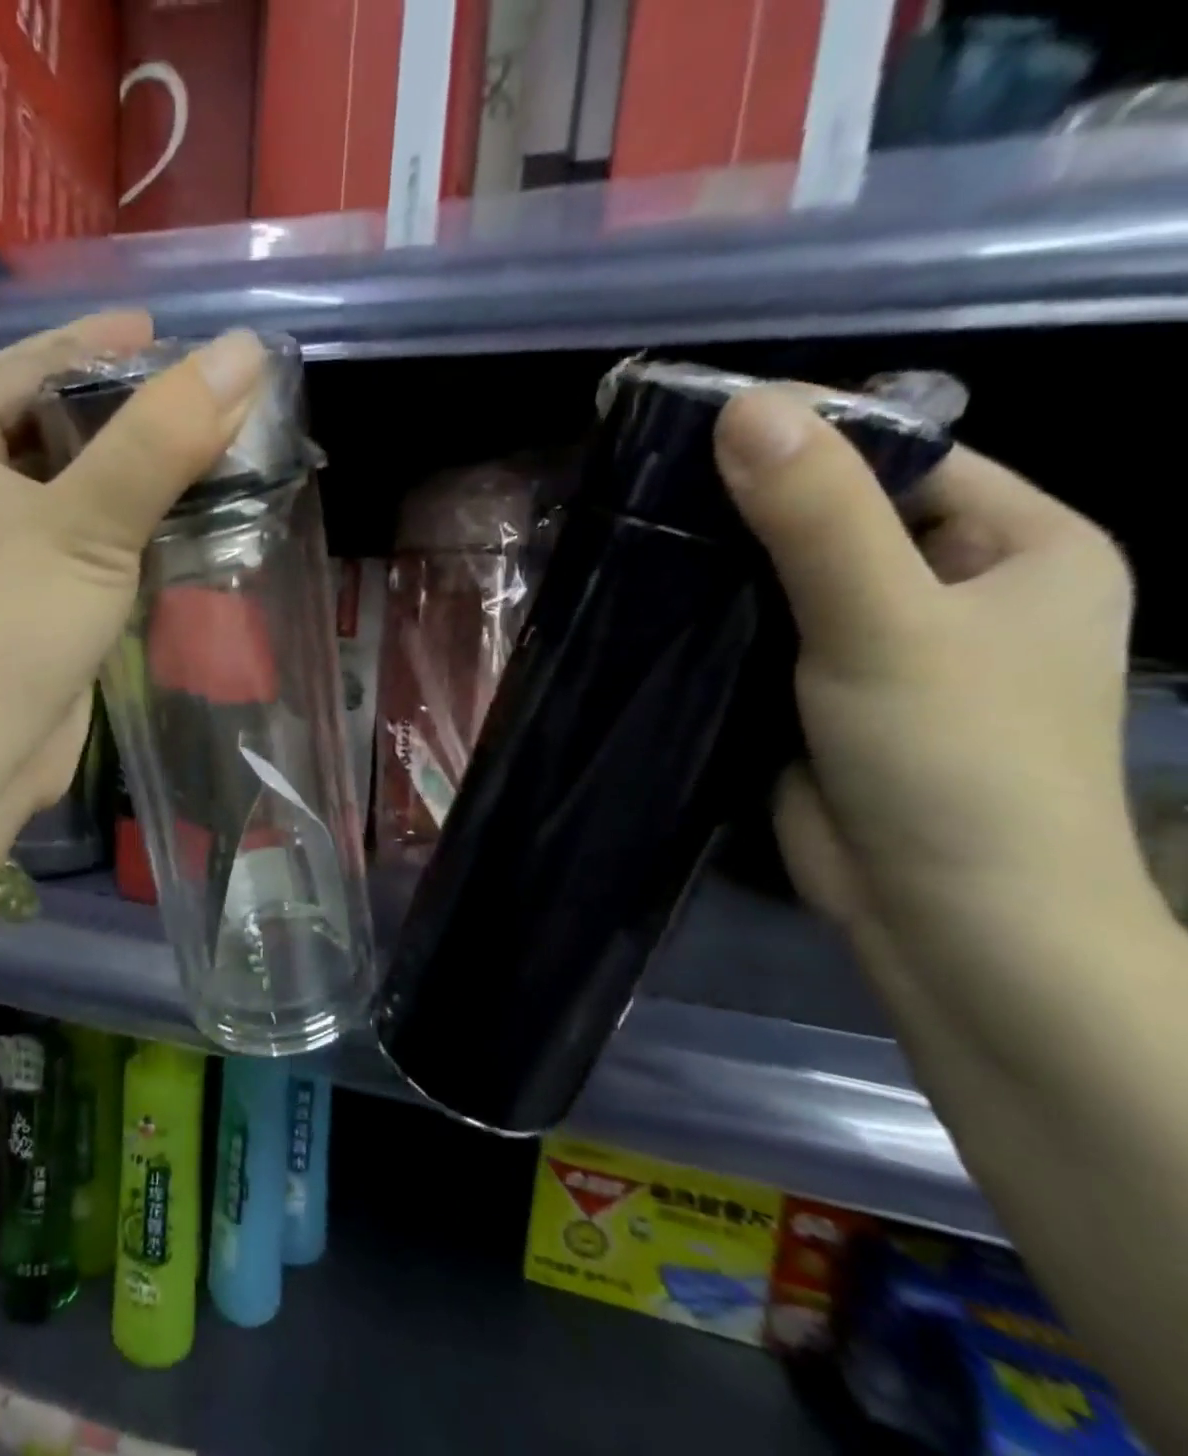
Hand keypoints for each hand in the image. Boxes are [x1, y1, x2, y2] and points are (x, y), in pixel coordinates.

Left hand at [0, 314, 268, 847]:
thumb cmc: (2, 627)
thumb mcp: (85, 524)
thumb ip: (162, 440)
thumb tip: (242, 353)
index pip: (29, 364)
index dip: (104, 344)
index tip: (174, 333)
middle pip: (55, 427)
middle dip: (132, 416)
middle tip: (213, 400)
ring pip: (74, 493)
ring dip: (139, 479)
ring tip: (218, 452)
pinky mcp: (22, 603)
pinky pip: (82, 546)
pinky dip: (130, 533)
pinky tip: (187, 521)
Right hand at [713, 388, 1163, 1069]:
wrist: (945, 919)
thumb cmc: (954, 759)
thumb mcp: (886, 622)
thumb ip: (817, 517)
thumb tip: (744, 407)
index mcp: (1020, 545)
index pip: (903, 457)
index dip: (808, 439)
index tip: (698, 433)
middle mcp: (956, 588)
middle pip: (840, 518)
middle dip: (750, 508)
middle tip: (648, 490)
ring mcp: (883, 648)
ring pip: (790, 582)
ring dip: (723, 567)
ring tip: (635, 540)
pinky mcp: (821, 698)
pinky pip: (764, 638)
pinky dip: (716, 622)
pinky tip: (654, 607)